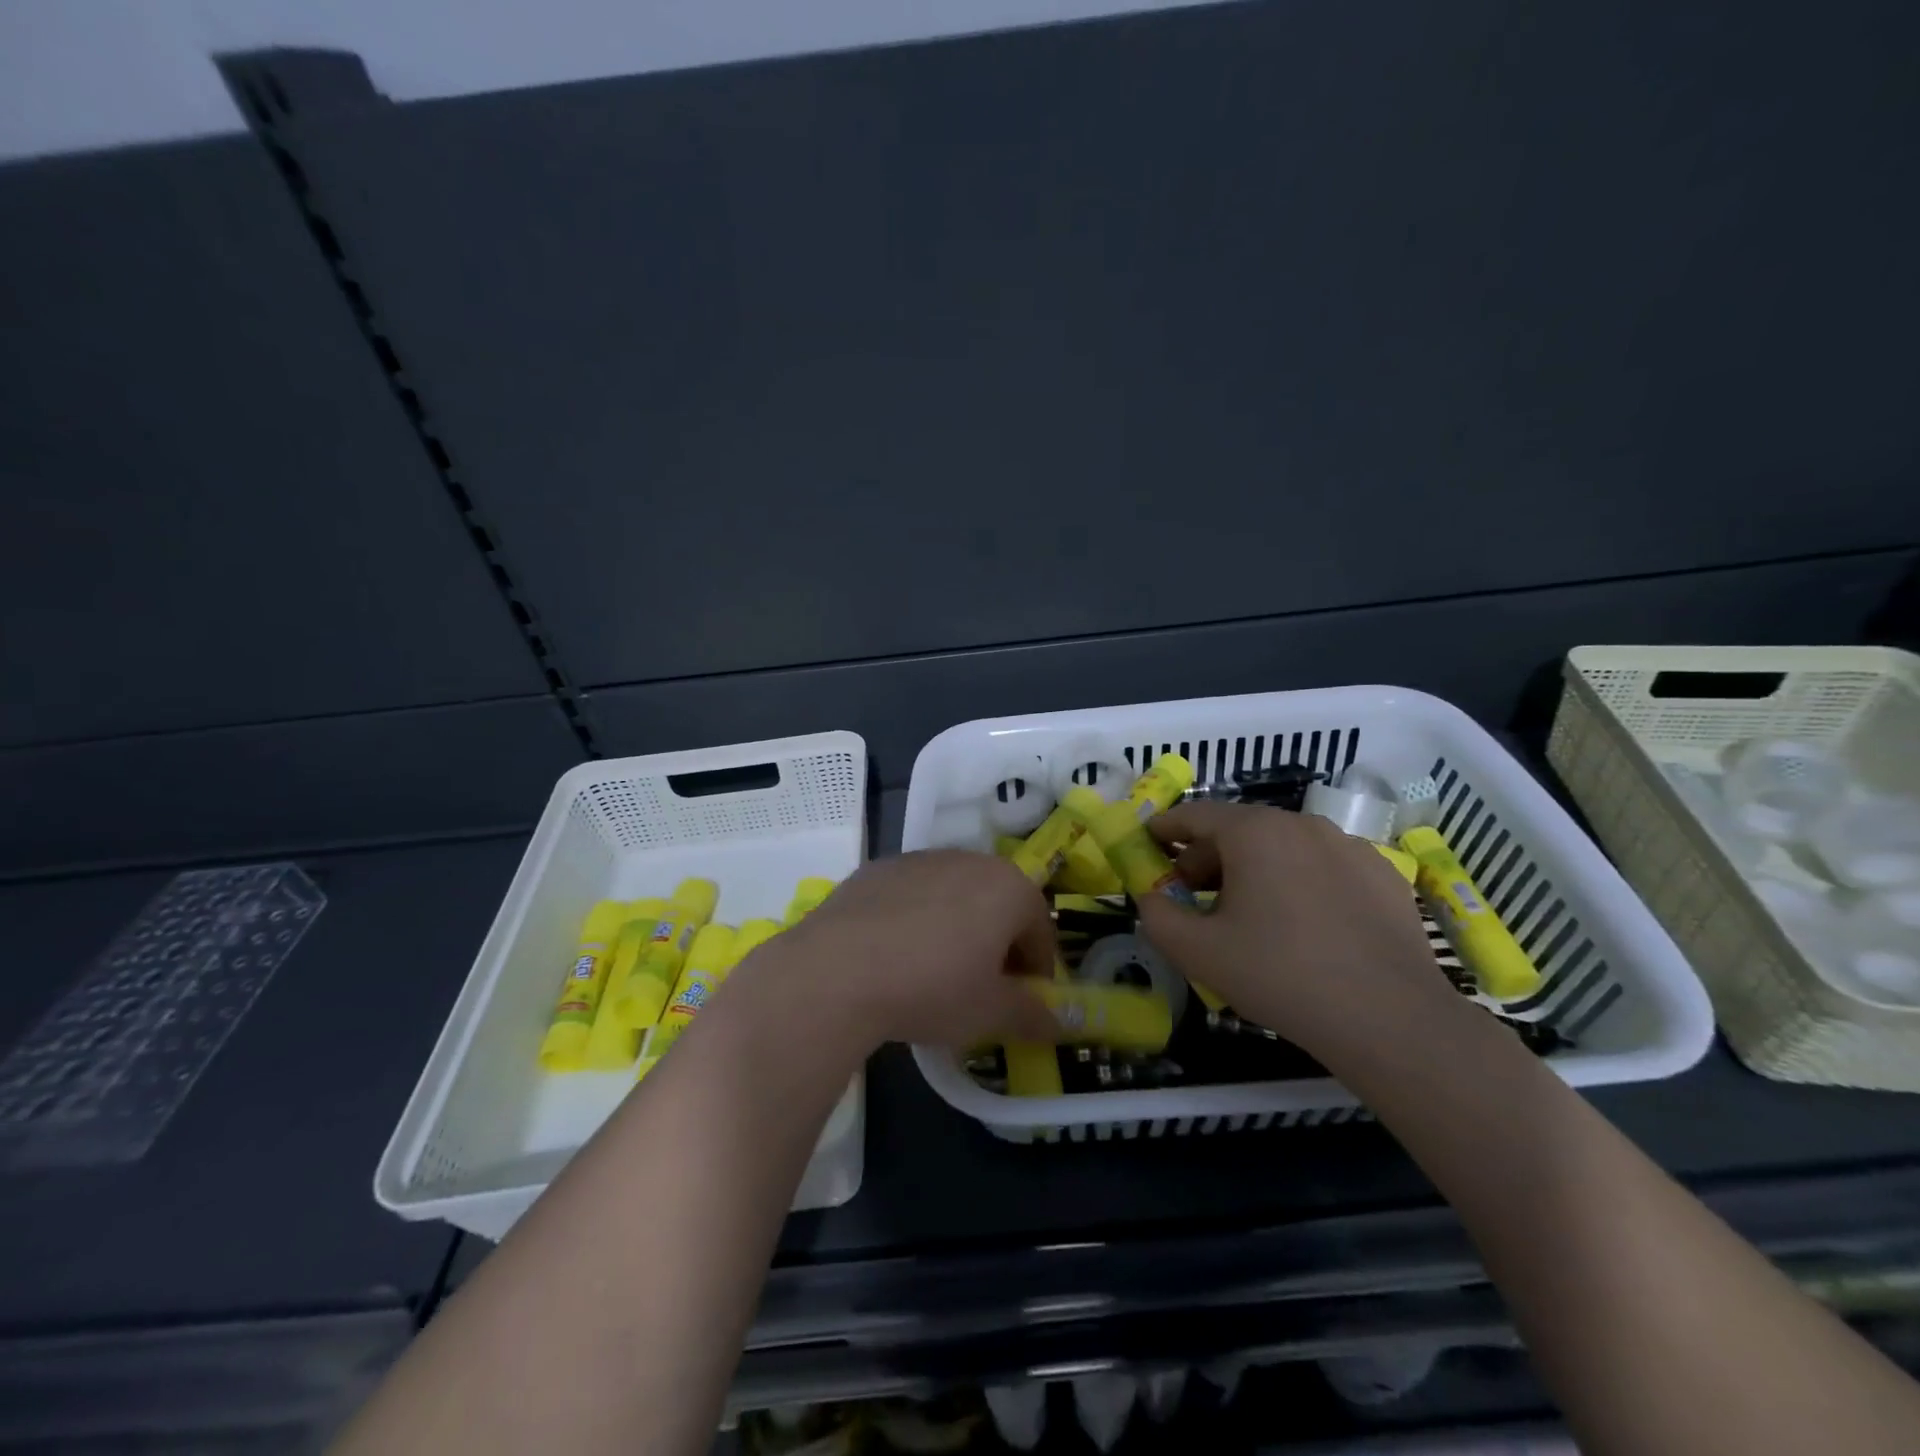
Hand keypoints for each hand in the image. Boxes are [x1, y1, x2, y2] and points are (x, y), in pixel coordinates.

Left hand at [767, 851, 1061, 1049]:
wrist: (837, 970)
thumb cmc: (932, 988)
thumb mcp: (990, 1013)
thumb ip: (1032, 1016)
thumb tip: (1059, 1024)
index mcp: (1008, 887)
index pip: (1040, 931)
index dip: (1037, 972)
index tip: (1021, 1004)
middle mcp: (968, 860)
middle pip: (999, 906)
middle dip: (998, 946)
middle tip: (981, 990)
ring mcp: (919, 859)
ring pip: (955, 896)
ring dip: (957, 930)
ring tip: (934, 973)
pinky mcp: (877, 868)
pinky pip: (913, 895)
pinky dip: (916, 920)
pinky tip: (895, 956)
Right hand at [1134, 802, 1457, 1055]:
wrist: (1390, 1020)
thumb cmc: (1280, 975)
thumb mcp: (1197, 951)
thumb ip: (1157, 916)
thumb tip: (1153, 897)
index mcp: (1254, 832)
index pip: (1195, 814)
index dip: (1165, 828)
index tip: (1148, 844)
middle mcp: (1302, 824)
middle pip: (1239, 830)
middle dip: (1207, 858)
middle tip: (1194, 897)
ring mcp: (1350, 846)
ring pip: (1283, 848)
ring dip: (1254, 871)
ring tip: (1249, 917)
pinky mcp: (1383, 875)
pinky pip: (1324, 868)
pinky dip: (1299, 883)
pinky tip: (1304, 927)